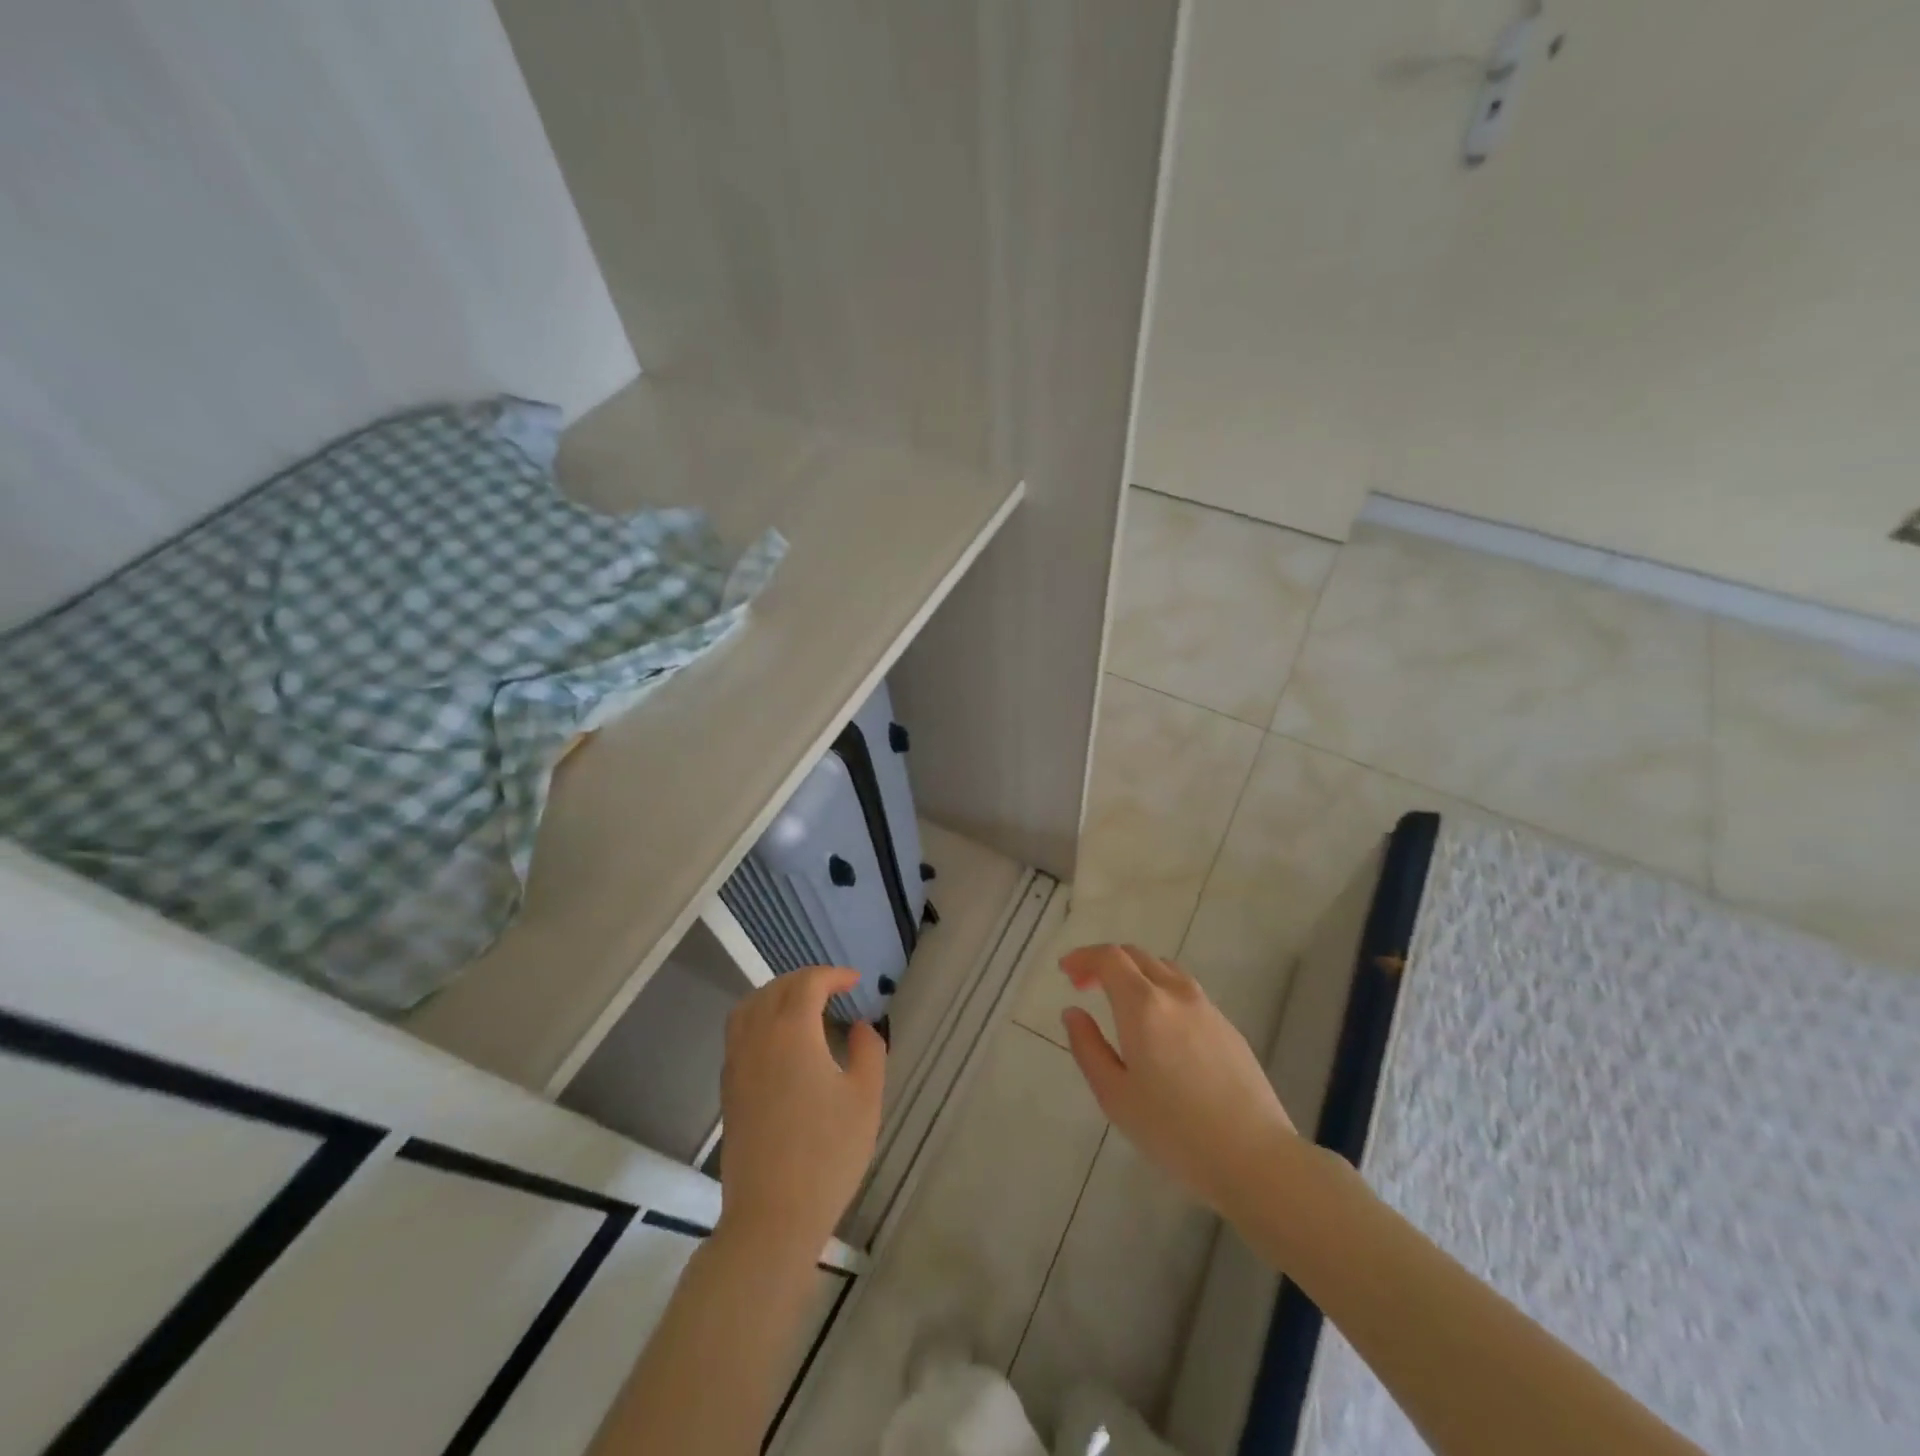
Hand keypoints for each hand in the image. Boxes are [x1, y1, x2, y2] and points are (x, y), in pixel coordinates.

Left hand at [718, 967, 885, 1257]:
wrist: (771, 1217)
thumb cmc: (827, 1154)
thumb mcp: (865, 1099)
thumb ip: (868, 1052)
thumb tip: (860, 1027)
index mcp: (792, 1033)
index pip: (807, 983)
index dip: (833, 975)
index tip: (855, 982)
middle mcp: (758, 1039)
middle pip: (775, 989)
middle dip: (805, 980)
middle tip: (833, 988)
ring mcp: (737, 1065)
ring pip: (748, 1007)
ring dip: (776, 995)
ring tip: (802, 1006)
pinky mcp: (728, 1090)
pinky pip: (739, 1033)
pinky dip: (759, 1018)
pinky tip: (780, 1041)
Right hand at [1059, 944, 1296, 1218]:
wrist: (1255, 1158)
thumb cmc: (1174, 1131)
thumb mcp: (1115, 1096)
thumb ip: (1088, 1048)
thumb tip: (1074, 1013)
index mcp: (1143, 1005)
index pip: (1109, 958)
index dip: (1083, 957)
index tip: (1066, 972)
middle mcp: (1176, 994)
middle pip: (1137, 956)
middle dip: (1106, 963)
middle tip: (1085, 986)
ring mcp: (1207, 1008)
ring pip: (1165, 969)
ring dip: (1136, 974)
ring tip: (1122, 1004)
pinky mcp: (1228, 1027)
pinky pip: (1186, 992)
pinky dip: (1161, 991)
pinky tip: (1160, 1029)